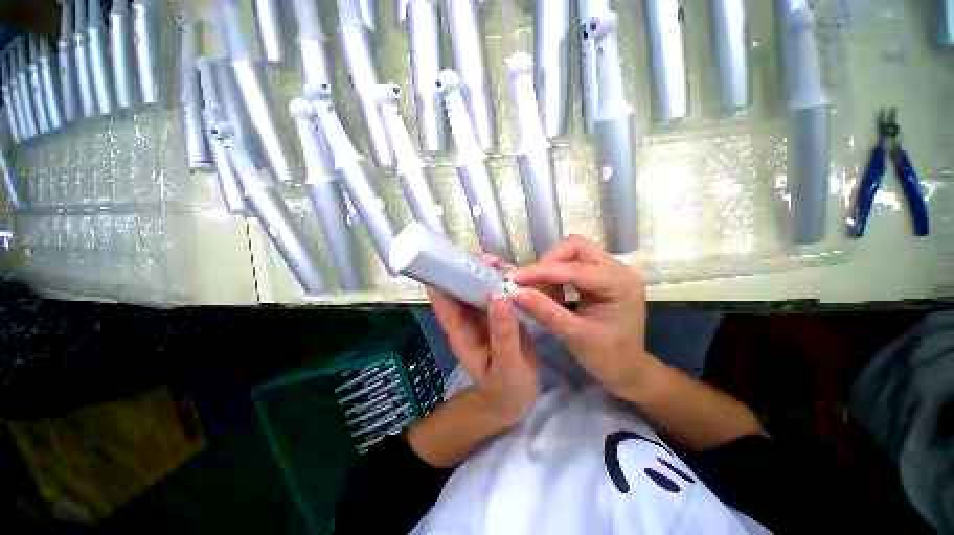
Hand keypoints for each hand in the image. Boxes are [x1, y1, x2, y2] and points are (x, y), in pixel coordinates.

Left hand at [427, 256, 538, 426]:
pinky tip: (520, 279)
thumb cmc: (505, 389)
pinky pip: (497, 291)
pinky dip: (505, 281)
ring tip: (511, 269)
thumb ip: (503, 334)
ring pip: (480, 284)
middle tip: (497, 262)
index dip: (444, 274)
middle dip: (474, 267)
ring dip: (491, 272)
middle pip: (461, 284)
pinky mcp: (498, 314)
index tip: (463, 260)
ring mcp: (482, 314)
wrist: (514, 399)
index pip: (441, 297)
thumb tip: (499, 295)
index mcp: (459, 329)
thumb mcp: (506, 366)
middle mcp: (466, 317)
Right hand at [507, 236, 657, 396]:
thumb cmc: (607, 357)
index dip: (541, 272)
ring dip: (551, 267)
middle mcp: (619, 270)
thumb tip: (515, 292)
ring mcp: (611, 270)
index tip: (513, 278)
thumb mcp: (574, 336)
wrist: (628, 369)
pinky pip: (573, 262)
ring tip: (541, 291)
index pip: (575, 268)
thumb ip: (545, 311)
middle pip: (576, 247)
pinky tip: (552, 292)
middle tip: (530, 283)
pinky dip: (556, 274)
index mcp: (620, 285)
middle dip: (548, 262)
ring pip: (573, 251)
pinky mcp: (601, 275)